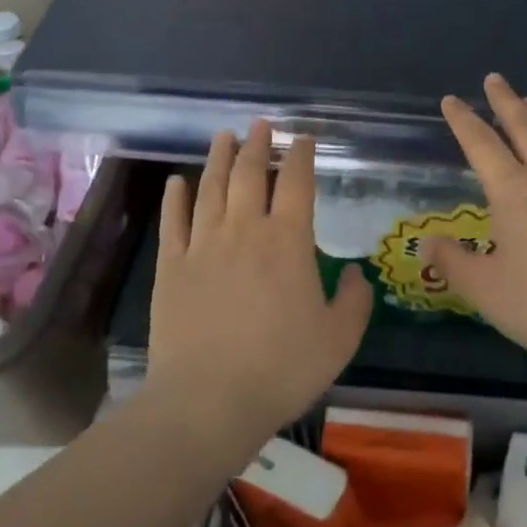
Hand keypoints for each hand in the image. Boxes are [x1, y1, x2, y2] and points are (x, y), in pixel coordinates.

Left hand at [146, 121, 372, 452]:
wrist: (208, 400)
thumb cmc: (282, 367)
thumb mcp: (339, 339)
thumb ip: (355, 300)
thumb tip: (355, 273)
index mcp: (288, 240)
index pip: (296, 182)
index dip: (301, 155)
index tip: (303, 138)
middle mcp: (245, 229)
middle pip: (250, 174)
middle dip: (258, 145)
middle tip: (262, 125)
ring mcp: (203, 244)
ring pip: (212, 188)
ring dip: (220, 158)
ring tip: (225, 136)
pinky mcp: (172, 266)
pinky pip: (173, 221)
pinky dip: (176, 198)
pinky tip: (178, 181)